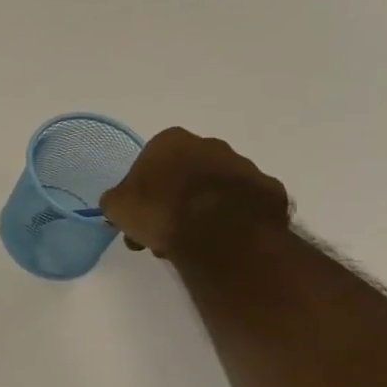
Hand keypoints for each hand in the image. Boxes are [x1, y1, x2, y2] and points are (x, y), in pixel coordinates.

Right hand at [98, 127, 289, 259]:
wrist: (221, 233)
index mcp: (171, 141)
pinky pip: (244, 206)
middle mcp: (210, 145)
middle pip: (184, 174)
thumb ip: (116, 201)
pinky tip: (221, 242)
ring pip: (215, 190)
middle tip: (162, 234)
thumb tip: (119, 205)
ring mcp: (244, 167)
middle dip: (172, 201)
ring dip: (201, 211)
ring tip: (191, 245)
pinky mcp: (270, 192)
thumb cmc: (161, 211)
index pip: (149, 162)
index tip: (138, 216)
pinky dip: (232, 220)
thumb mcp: (117, 207)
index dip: (141, 191)